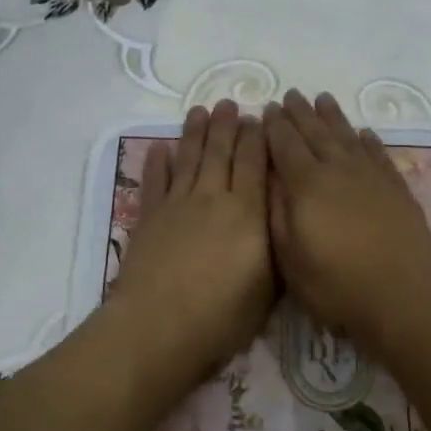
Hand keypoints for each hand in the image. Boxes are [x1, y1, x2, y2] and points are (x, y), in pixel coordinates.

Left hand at [111, 100, 273, 369]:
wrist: (158, 326)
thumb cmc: (221, 316)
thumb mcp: (268, 288)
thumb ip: (275, 247)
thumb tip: (281, 217)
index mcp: (246, 212)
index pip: (254, 164)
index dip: (257, 139)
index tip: (259, 117)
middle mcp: (212, 198)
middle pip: (220, 153)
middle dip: (226, 126)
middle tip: (228, 104)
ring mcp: (177, 205)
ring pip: (189, 159)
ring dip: (194, 133)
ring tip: (199, 111)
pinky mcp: (149, 218)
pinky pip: (155, 182)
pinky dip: (157, 163)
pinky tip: (159, 147)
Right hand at [263, 90, 430, 342]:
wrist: (404, 296)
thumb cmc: (337, 284)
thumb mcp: (290, 257)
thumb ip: (277, 211)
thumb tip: (269, 176)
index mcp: (307, 185)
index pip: (285, 145)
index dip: (275, 127)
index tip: (267, 108)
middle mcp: (338, 170)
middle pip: (316, 133)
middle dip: (300, 113)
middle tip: (291, 94)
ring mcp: (371, 177)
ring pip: (347, 136)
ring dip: (333, 117)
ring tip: (322, 98)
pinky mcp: (396, 188)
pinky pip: (378, 154)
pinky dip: (367, 140)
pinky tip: (363, 133)